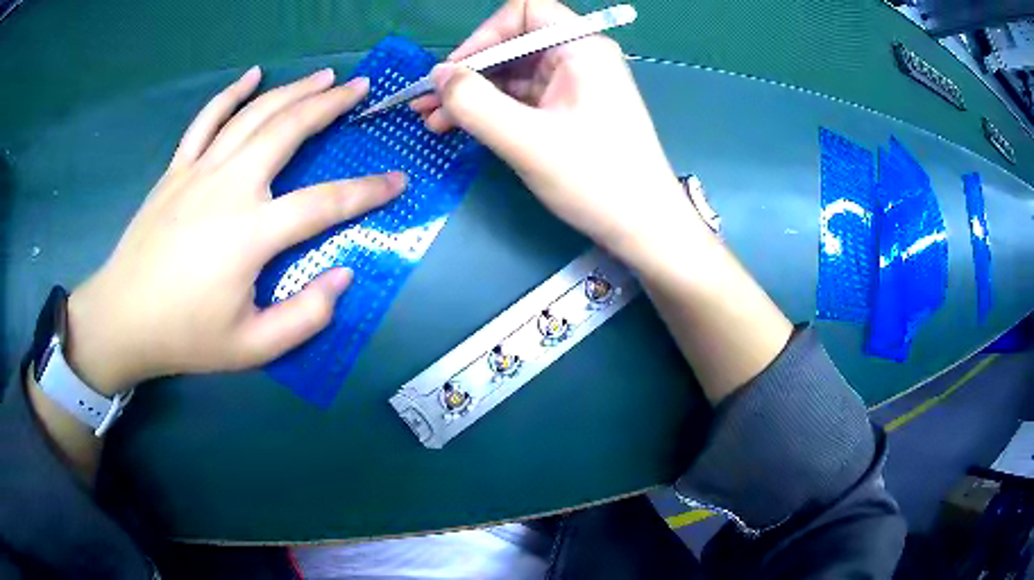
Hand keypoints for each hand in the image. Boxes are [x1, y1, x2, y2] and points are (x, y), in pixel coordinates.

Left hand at [65, 67, 406, 394]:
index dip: (368, 191)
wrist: (122, 318)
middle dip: (330, 105)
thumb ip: (304, 317)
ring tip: (323, 75)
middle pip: (289, 130)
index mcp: (252, 232)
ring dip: (293, 90)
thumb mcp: (252, 347)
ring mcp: (199, 170)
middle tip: (360, 88)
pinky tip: (253, 74)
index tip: (397, 180)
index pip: (325, 202)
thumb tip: (344, 277)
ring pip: (254, 114)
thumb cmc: (185, 336)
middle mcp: (230, 186)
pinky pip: (207, 119)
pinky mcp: (177, 169)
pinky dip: (232, 93)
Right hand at [412, 0, 703, 263]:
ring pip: (512, 75)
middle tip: (427, 103)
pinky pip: (521, 99)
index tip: (455, 72)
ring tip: (434, 122)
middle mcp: (578, 57)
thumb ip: (474, 103)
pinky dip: (491, 111)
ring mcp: (574, 85)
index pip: (523, 13)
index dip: (483, 36)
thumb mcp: (526, 140)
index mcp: (581, 48)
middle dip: (467, 72)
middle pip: (512, 45)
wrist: (644, 227)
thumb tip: (438, 76)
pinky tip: (461, 128)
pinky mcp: (568, 111)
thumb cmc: (595, 180)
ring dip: (472, 95)